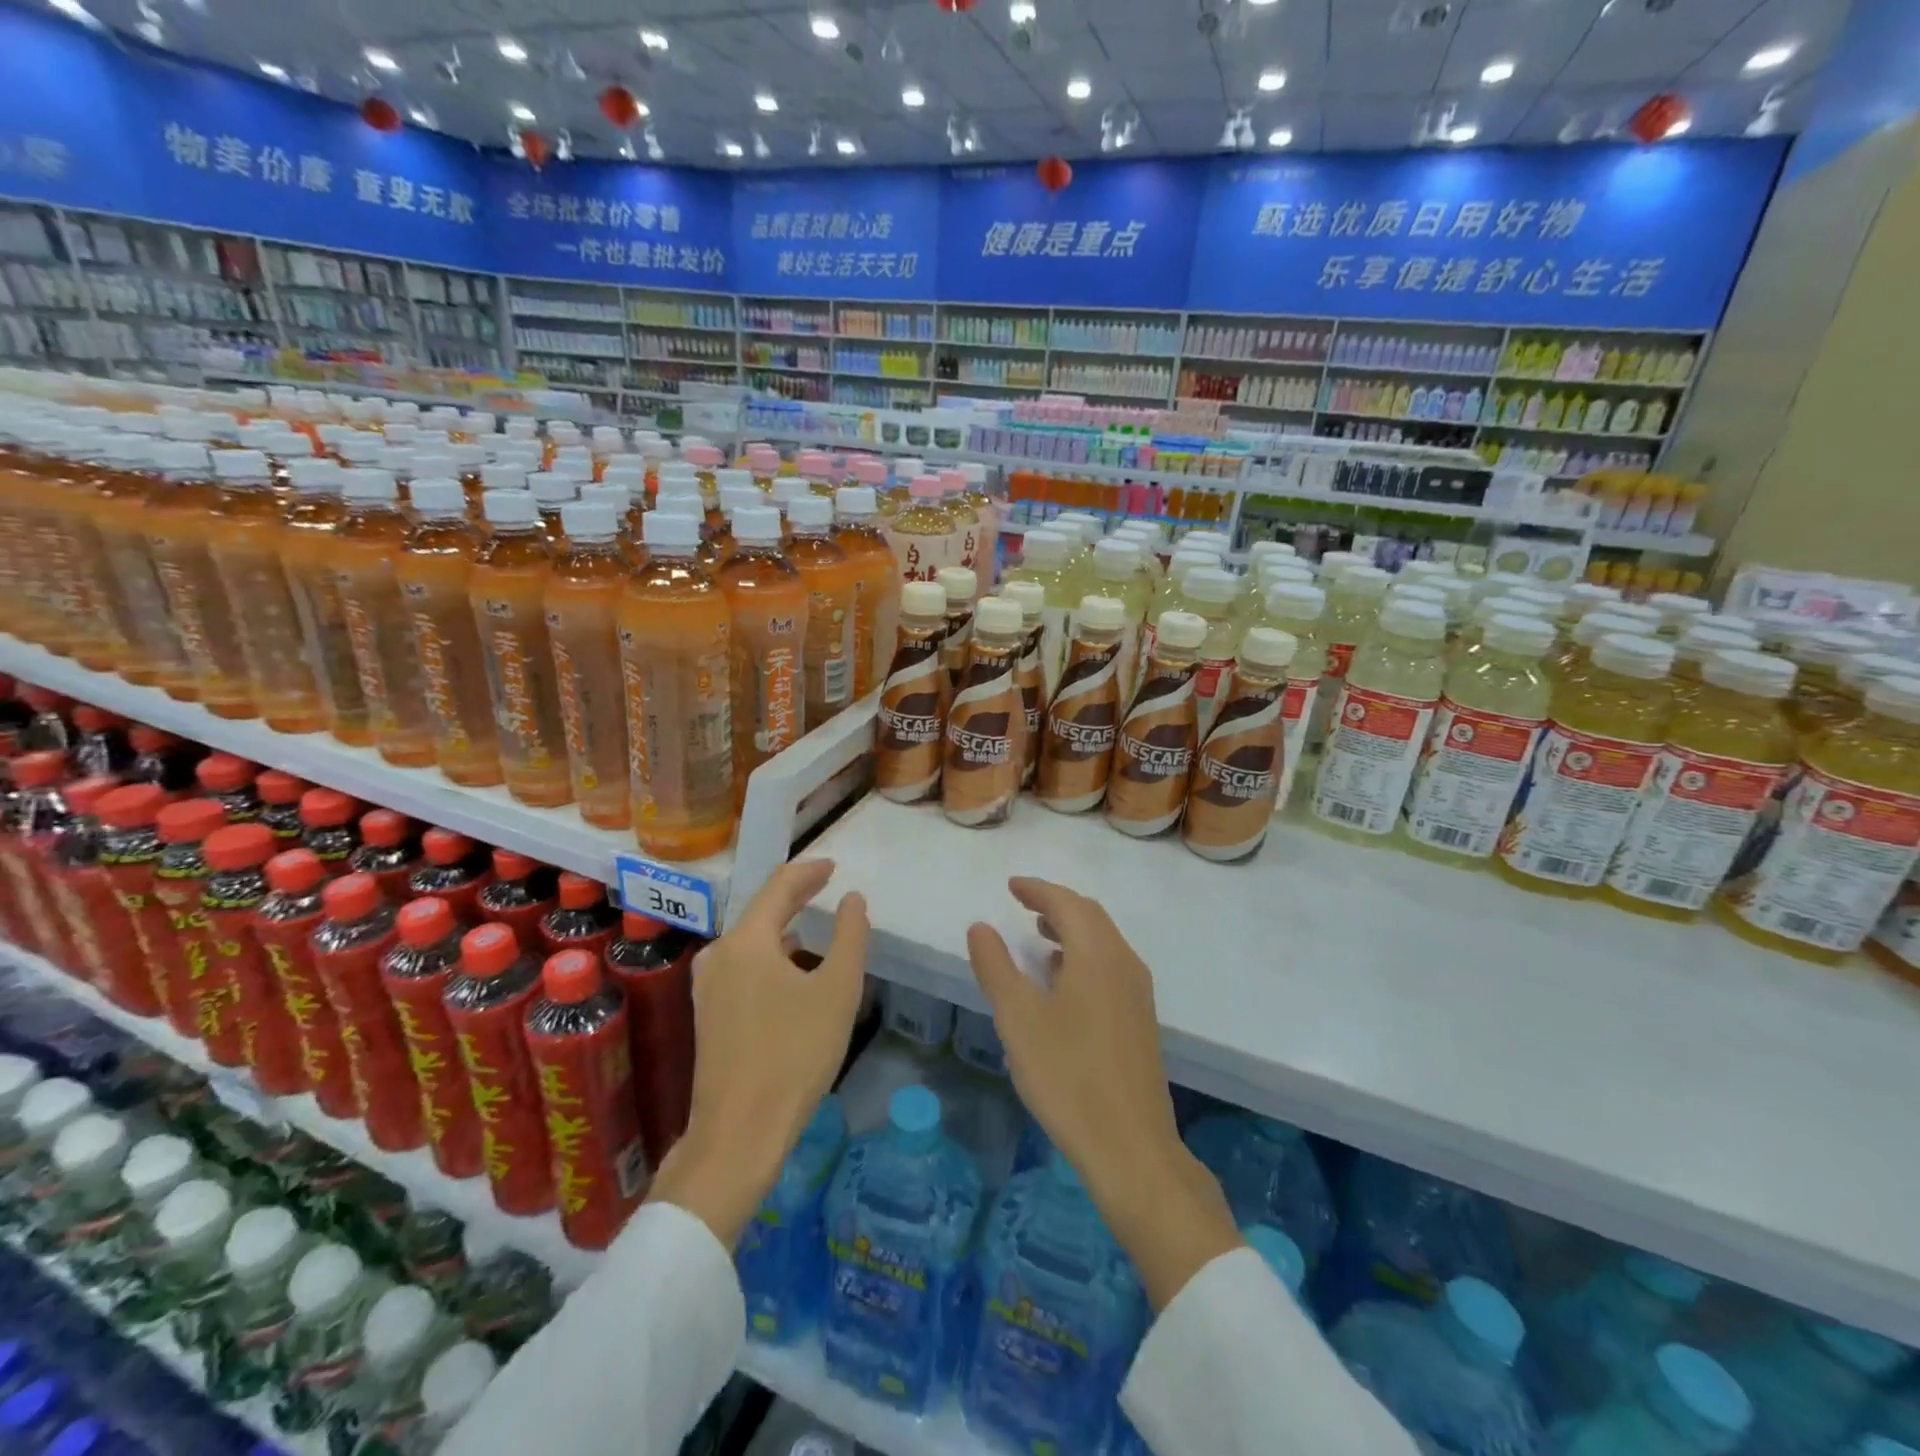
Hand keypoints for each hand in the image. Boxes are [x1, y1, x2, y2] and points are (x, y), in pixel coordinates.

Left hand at [648, 860, 868, 1248]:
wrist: (738, 1133)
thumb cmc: (794, 1055)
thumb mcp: (837, 990)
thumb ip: (850, 936)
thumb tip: (852, 899)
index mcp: (747, 940)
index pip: (779, 886)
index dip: (809, 871)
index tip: (833, 865)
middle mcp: (719, 954)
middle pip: (762, 910)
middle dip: (796, 896)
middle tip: (827, 885)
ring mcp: (708, 985)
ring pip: (752, 940)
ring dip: (784, 927)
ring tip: (815, 924)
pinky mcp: (708, 1013)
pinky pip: (744, 965)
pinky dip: (772, 955)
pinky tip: (792, 969)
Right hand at [967, 876, 1240, 1309]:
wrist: (1130, 1146)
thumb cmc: (1067, 1075)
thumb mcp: (1017, 1018)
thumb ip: (996, 966)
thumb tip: (981, 926)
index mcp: (1097, 954)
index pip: (1066, 902)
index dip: (1037, 889)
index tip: (1011, 885)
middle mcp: (1124, 963)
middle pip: (1090, 916)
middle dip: (1056, 904)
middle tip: (1023, 903)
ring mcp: (1137, 992)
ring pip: (1103, 941)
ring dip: (1071, 929)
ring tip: (1038, 936)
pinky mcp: (1140, 1019)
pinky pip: (1110, 966)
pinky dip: (1083, 955)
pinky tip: (1061, 982)